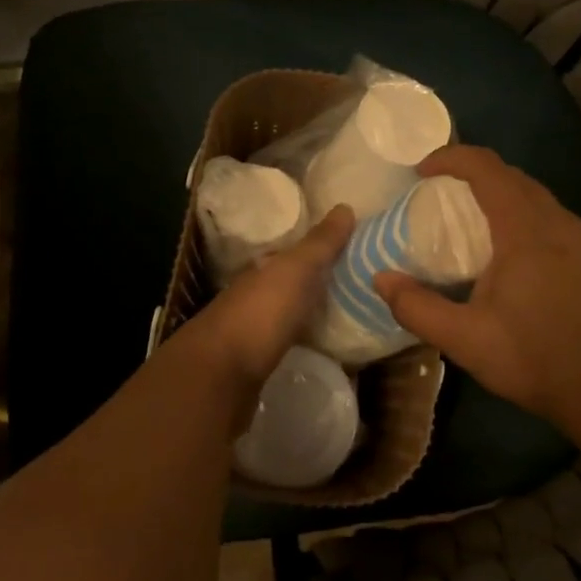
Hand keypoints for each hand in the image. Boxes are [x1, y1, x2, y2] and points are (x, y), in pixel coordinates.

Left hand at [170, 205, 353, 393]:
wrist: (220, 375)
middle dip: (318, 282)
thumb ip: (320, 243)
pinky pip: (287, 344)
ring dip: (310, 312)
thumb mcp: (296, 270)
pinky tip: (322, 347)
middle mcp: (255, 295)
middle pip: (291, 284)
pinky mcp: (256, 363)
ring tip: (350, 317)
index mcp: (263, 269)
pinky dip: (304, 340)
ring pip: (288, 314)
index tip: (352, 253)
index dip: (320, 250)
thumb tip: (345, 206)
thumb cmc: (260, 313)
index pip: (293, 253)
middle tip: (360, 286)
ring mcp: (253, 330)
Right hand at [374, 146, 580, 429]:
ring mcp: (577, 237)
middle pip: (510, 174)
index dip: (450, 158)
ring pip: (532, 193)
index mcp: (524, 229)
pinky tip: (504, 248)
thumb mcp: (465, 340)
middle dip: (470, 172)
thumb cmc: (536, 359)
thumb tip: (380, 279)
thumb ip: (417, 308)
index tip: (419, 172)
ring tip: (465, 217)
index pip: (485, 168)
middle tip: (436, 194)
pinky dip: (517, 211)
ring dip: (496, 191)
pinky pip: (546, 213)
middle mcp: (555, 221)